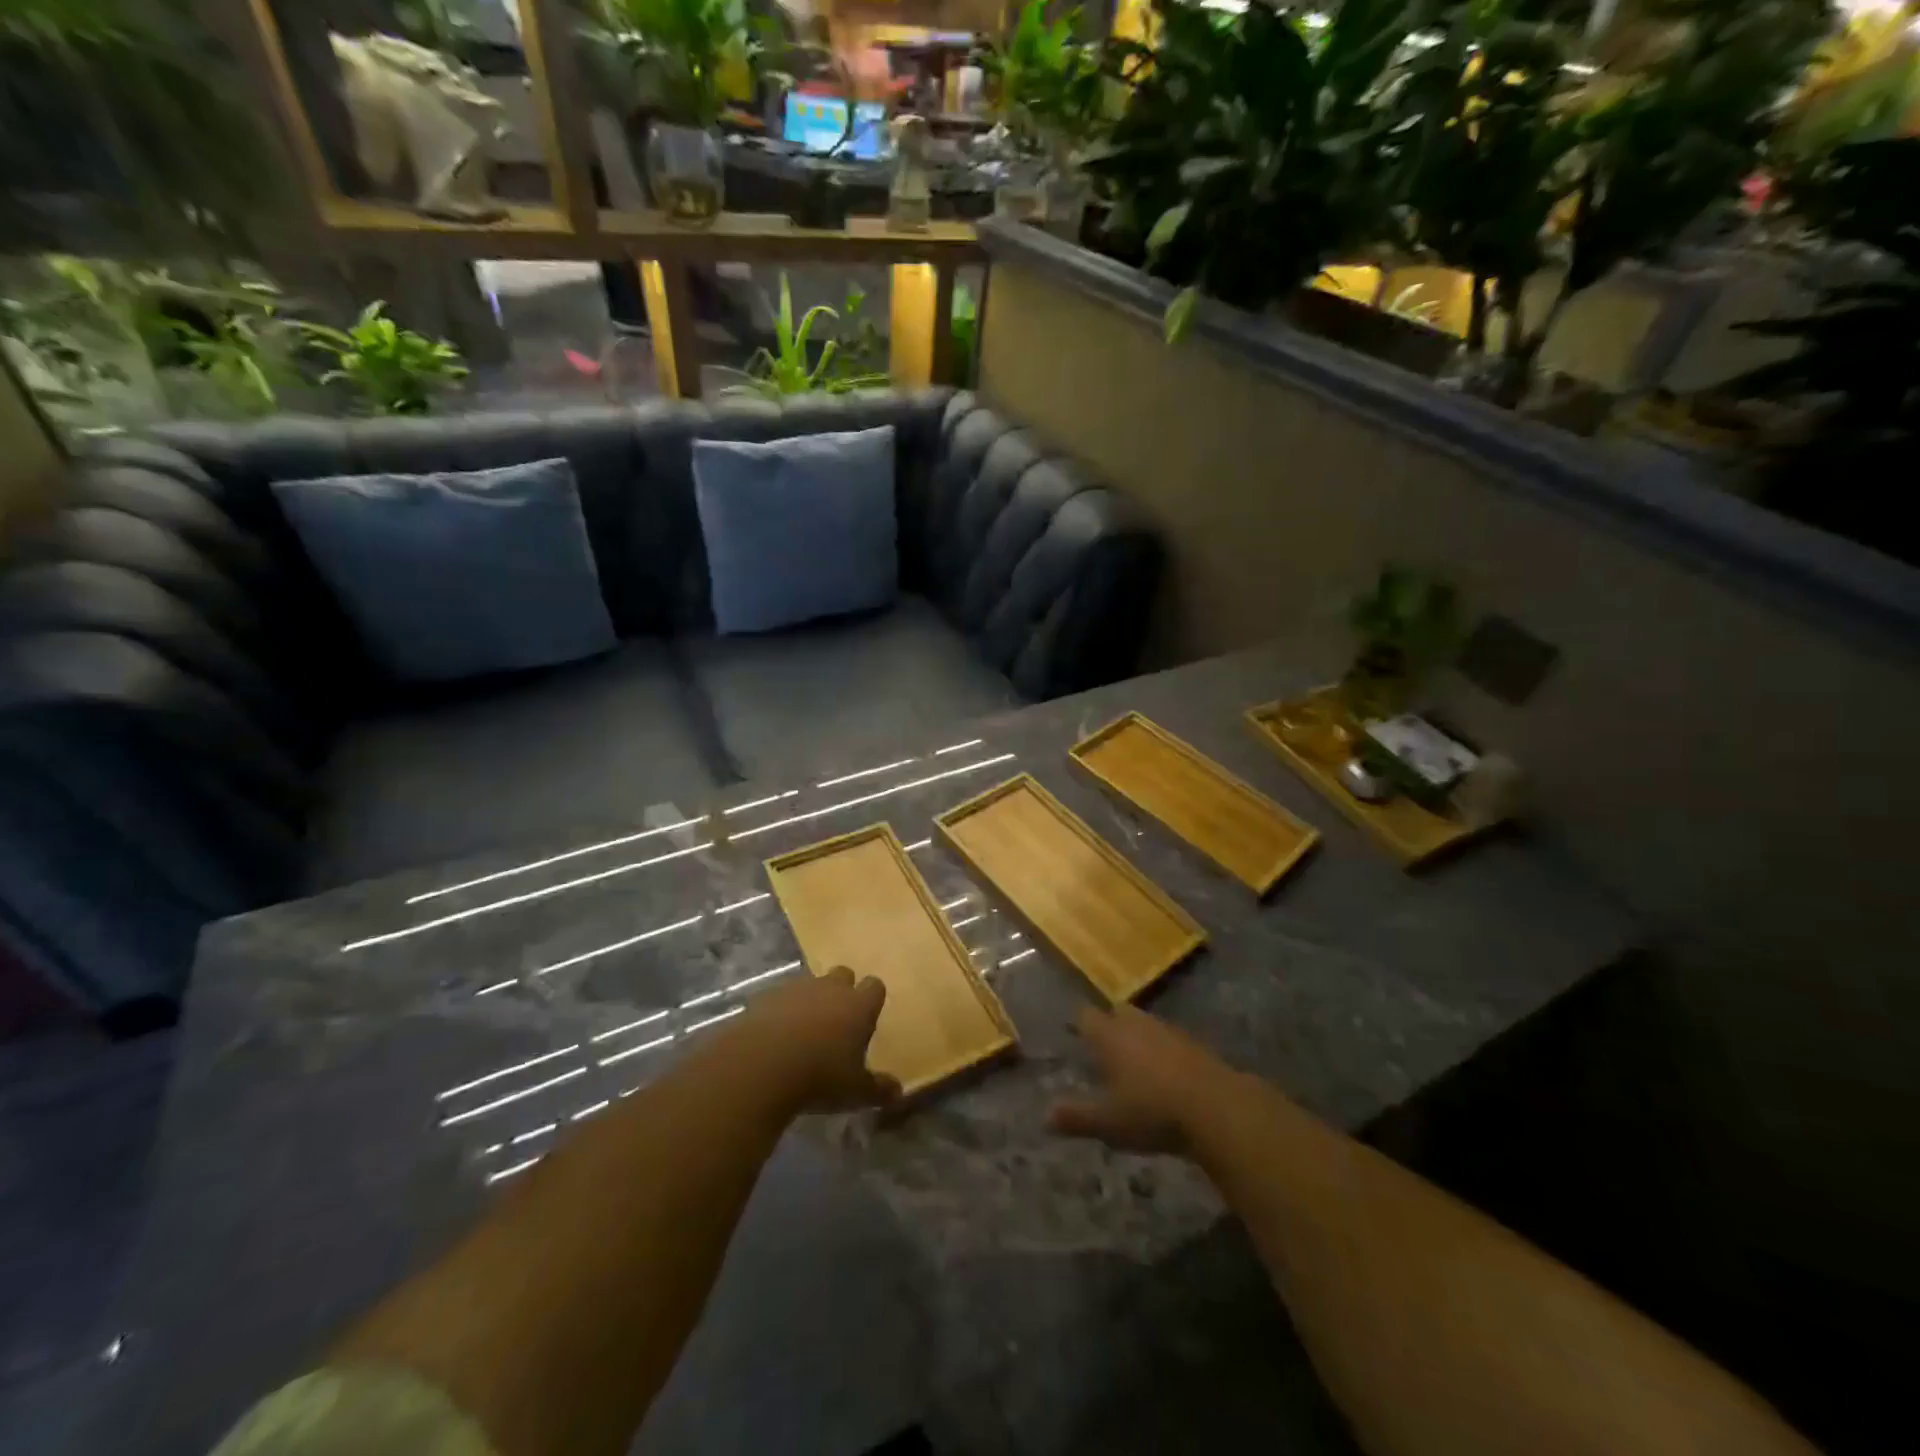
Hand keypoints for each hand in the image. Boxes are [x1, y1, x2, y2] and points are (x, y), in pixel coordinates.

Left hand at [734, 966, 899, 1113]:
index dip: (872, 1000)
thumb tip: (897, 1091)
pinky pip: (779, 998)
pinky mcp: (765, 997)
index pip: (875, 986)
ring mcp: (796, 988)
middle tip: (836, 1022)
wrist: (761, 1065)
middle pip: (843, 974)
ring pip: (809, 984)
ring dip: (810, 1000)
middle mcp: (830, 988)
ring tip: (803, 1032)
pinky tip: (774, 1036)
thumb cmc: (820, 1076)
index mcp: (858, 1005)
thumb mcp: (855, 1091)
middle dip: (841, 991)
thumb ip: (878, 1089)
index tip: (867, 1020)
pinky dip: (780, 1011)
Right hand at [1048, 1003, 1233, 1154]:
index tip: (1072, 1033)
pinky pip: (1170, 1040)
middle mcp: (1137, 1024)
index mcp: (1110, 1036)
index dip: (1078, 1024)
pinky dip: (1163, 1051)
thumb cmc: (1152, 1111)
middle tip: (1102, 1046)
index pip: (1086, 1017)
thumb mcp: (1109, 1123)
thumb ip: (1077, 1117)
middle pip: (1118, 1012)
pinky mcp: (1195, 1045)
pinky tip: (1165, 1074)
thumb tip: (1044, 1117)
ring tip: (1133, 1062)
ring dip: (1138, 1037)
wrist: (1217, 1107)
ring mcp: (1169, 1031)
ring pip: (1145, 1025)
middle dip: (1109, 1024)